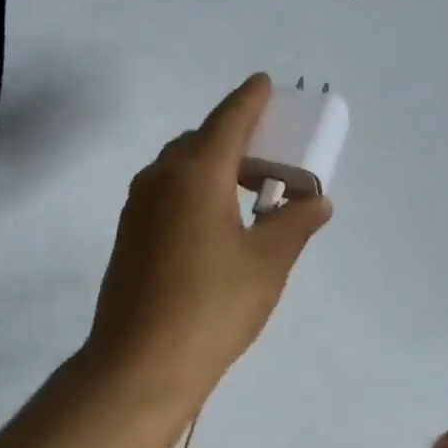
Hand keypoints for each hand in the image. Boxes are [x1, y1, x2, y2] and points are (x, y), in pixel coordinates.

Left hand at [83, 74, 331, 409]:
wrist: (139, 366)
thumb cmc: (211, 307)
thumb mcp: (267, 264)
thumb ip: (294, 223)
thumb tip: (317, 201)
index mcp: (195, 174)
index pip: (228, 120)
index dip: (249, 99)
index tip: (263, 82)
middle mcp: (160, 178)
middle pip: (201, 140)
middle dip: (235, 137)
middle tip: (270, 154)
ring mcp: (139, 206)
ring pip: (180, 166)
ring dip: (214, 165)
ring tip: (249, 191)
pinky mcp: (129, 233)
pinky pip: (167, 190)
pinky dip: (195, 188)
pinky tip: (217, 221)